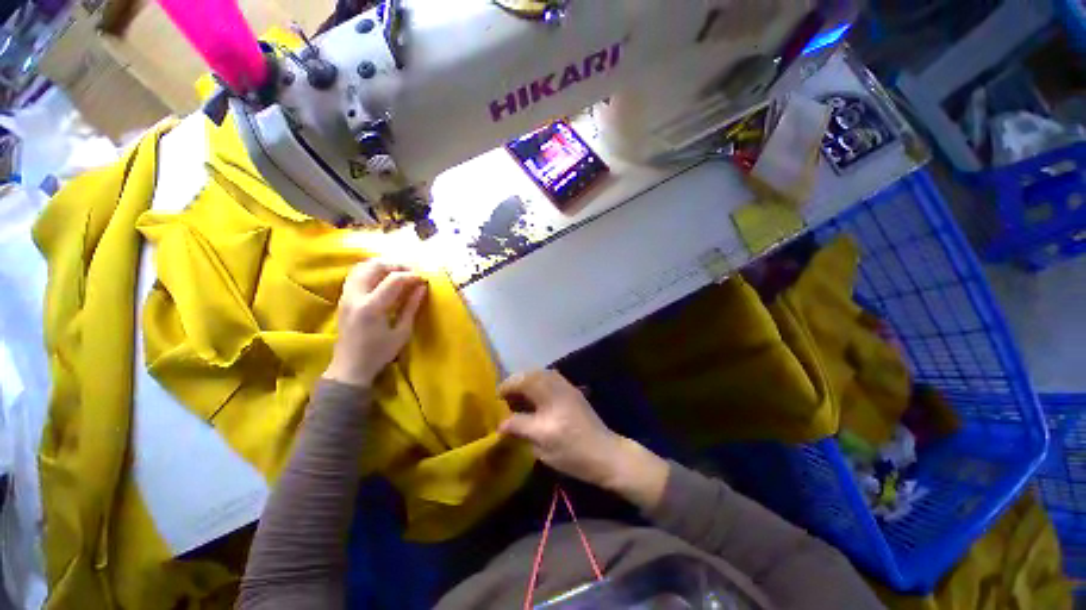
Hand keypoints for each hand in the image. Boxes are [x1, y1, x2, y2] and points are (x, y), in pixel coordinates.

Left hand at [324, 261, 427, 387]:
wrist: (350, 367)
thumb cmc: (379, 353)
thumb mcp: (402, 332)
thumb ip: (411, 307)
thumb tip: (422, 287)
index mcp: (371, 307)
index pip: (393, 279)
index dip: (411, 275)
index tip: (424, 279)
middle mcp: (355, 296)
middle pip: (374, 266)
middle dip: (396, 265)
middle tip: (412, 272)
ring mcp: (346, 295)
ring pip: (362, 267)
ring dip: (383, 265)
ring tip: (399, 273)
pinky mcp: (343, 298)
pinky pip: (356, 274)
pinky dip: (371, 270)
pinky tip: (383, 278)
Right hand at [498, 371, 668, 508]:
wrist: (606, 454)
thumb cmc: (573, 451)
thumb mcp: (542, 444)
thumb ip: (520, 428)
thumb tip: (501, 424)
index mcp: (550, 396)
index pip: (523, 383)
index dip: (507, 387)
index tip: (497, 397)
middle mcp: (558, 386)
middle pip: (532, 373)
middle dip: (516, 380)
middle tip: (506, 395)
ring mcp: (568, 387)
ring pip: (542, 374)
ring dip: (527, 380)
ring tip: (518, 395)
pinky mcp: (573, 392)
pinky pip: (551, 378)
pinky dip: (538, 382)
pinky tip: (535, 397)